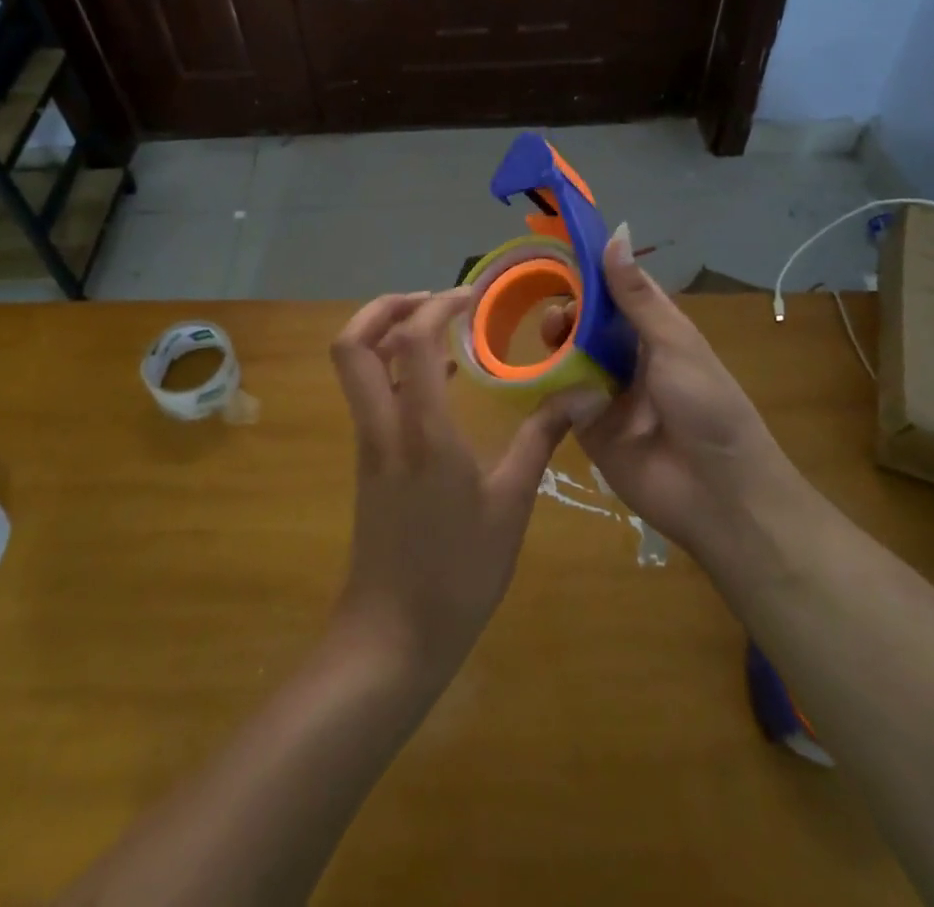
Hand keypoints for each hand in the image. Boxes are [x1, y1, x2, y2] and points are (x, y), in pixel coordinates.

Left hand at [328, 288, 574, 688]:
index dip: (438, 304)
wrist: (392, 639)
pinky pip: (371, 394)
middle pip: (351, 343)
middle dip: (385, 306)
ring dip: (388, 333)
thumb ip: (540, 441)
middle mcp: (383, 426)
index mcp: (421, 432)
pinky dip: (395, 368)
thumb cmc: (458, 574)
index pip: (412, 341)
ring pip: (355, 367)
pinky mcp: (368, 460)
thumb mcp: (511, 506)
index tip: (473, 295)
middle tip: (435, 300)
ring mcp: (369, 443)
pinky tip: (441, 379)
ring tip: (442, 328)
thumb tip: (582, 395)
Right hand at [543, 225, 803, 569]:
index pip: (615, 292)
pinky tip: (543, 374)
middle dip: (568, 311)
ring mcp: (606, 391)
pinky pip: (560, 397)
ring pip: (570, 356)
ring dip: (557, 343)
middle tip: (557, 316)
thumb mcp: (675, 344)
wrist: (719, 495)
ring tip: (550, 338)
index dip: (589, 273)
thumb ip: (636, 296)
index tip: (558, 254)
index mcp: (654, 332)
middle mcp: (628, 356)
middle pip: (587, 322)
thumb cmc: (708, 407)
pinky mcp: (586, 426)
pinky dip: (550, 384)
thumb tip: (616, 234)